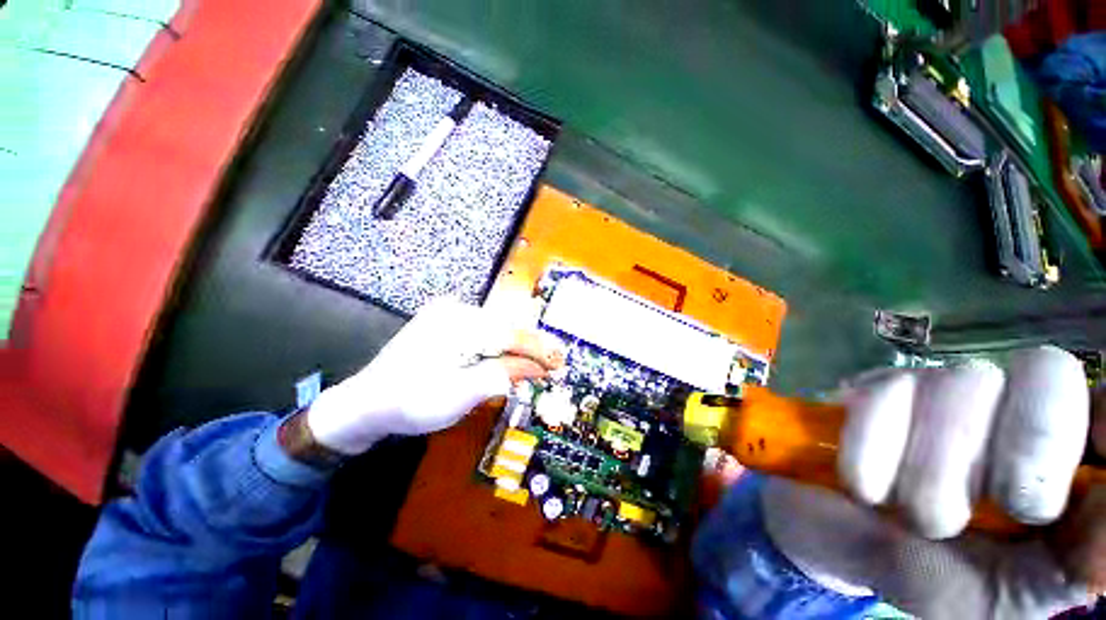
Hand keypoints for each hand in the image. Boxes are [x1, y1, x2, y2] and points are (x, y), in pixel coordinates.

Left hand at [305, 298, 563, 454]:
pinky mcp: (446, 322)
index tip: (560, 362)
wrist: (366, 402)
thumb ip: (501, 375)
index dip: (539, 350)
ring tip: (537, 362)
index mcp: (457, 324)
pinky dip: (500, 345)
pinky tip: (510, 355)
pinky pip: (483, 331)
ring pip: (496, 329)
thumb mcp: (460, 395)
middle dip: (531, 348)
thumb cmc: (411, 403)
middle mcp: (455, 310)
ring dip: (517, 347)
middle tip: (554, 364)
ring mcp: (449, 313)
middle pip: (505, 329)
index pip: (510, 334)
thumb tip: (536, 367)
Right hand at [760, 346, 1104, 617]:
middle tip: (973, 523)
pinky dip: (870, 456)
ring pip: (958, 389)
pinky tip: (866, 486)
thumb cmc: (942, 580)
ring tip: (909, 516)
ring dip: (927, 478)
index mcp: (1063, 452)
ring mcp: (937, 387)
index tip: (1054, 495)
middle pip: (1045, 373)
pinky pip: (878, 398)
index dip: (1101, 422)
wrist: (850, 549)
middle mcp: (1011, 401)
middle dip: (1013, 466)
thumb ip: (1083, 563)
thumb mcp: (1020, 594)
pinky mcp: (872, 388)